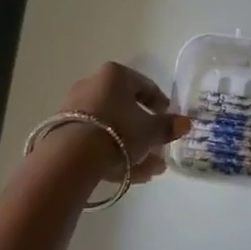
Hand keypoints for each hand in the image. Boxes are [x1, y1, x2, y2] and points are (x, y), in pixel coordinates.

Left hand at [45, 63, 189, 183]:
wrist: (72, 156)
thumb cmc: (119, 131)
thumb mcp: (150, 130)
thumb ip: (168, 126)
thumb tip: (186, 123)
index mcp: (114, 75)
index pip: (144, 85)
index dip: (160, 104)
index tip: (169, 120)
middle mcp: (92, 85)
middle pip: (126, 108)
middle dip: (145, 131)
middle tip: (159, 147)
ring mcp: (75, 109)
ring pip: (112, 127)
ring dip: (132, 146)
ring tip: (151, 169)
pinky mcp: (64, 132)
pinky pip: (96, 140)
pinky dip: (114, 153)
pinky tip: (131, 174)